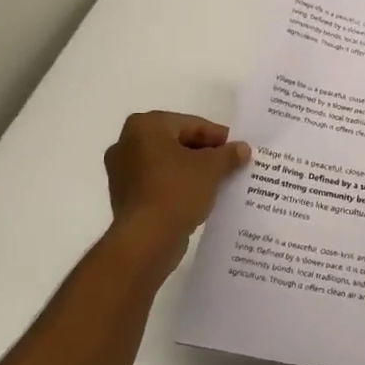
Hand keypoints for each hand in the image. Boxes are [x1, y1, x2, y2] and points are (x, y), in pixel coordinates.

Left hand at [104, 111, 249, 265]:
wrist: (146, 240)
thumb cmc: (177, 191)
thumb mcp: (211, 169)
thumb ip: (228, 154)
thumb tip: (242, 148)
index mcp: (145, 126)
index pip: (191, 125)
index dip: (218, 137)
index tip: (238, 149)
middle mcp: (126, 143)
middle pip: (177, 142)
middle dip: (204, 154)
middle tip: (230, 164)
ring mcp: (122, 172)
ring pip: (167, 164)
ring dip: (191, 171)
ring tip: (218, 182)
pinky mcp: (124, 197)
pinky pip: (157, 183)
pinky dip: (177, 186)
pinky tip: (198, 197)